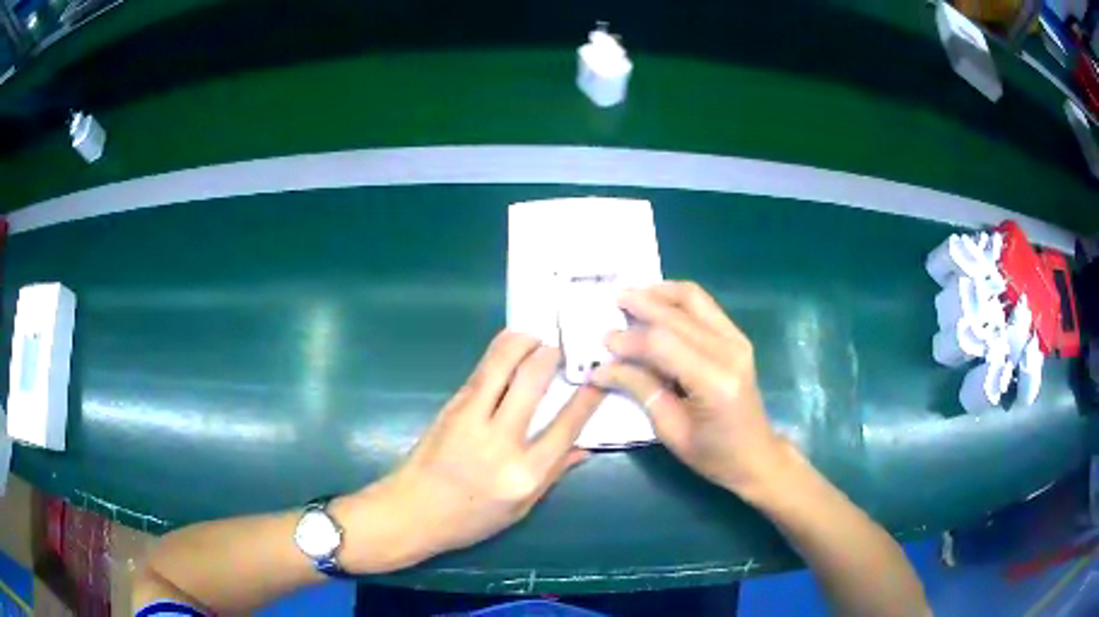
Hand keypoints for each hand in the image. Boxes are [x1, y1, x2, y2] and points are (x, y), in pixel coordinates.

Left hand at [339, 331, 602, 571]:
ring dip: (523, 342)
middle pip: (532, 381)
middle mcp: (500, 441)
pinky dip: (499, 352)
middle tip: (561, 347)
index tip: (599, 376)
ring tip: (536, 337)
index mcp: (524, 473)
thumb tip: (583, 448)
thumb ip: (553, 474)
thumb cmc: (470, 519)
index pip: (566, 425)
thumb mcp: (521, 509)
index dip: (587, 397)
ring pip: (501, 365)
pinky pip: (481, 372)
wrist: (413, 511)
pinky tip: (510, 347)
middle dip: (551, 355)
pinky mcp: (451, 407)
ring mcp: (471, 419)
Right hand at [591, 282, 783, 495]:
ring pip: (693, 298)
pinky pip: (704, 305)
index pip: (663, 344)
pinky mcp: (737, 337)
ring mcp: (737, 340)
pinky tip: (656, 303)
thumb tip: (603, 368)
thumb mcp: (670, 431)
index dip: (630, 340)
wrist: (756, 454)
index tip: (603, 343)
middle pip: (677, 315)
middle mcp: (730, 352)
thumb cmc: (713, 454)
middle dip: (640, 306)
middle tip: (610, 302)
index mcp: (714, 383)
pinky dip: (677, 299)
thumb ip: (640, 390)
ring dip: (659, 293)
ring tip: (631, 296)